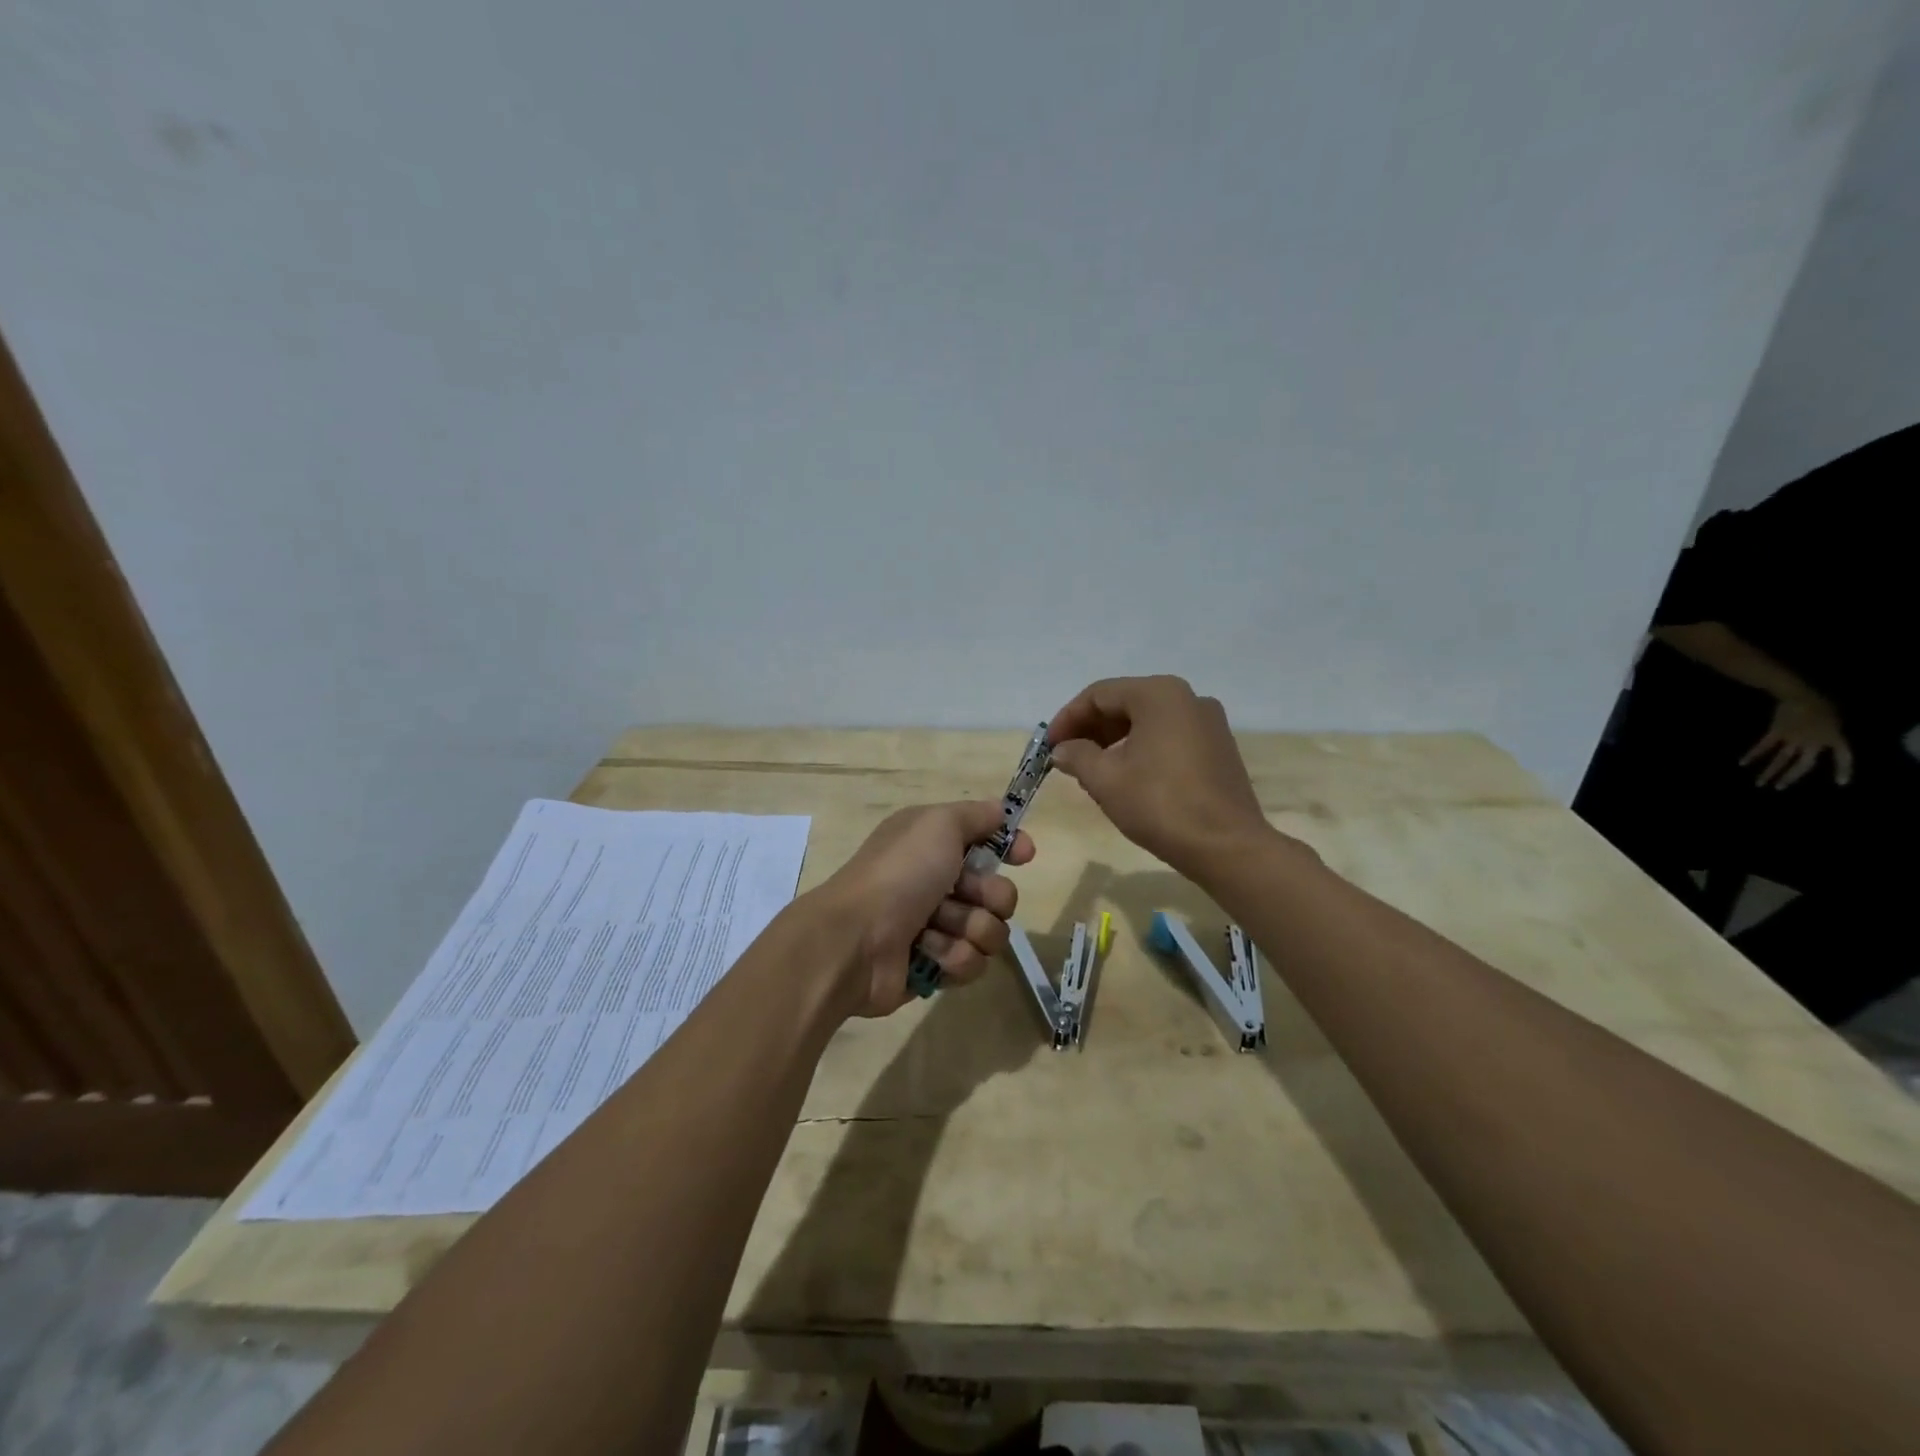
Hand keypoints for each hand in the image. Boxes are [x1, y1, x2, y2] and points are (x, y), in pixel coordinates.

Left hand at [814, 801, 1033, 1016]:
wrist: (855, 940)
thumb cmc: (899, 874)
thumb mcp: (937, 824)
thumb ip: (976, 815)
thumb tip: (1002, 812)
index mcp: (933, 845)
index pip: (988, 842)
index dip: (1010, 847)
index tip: (1024, 856)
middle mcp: (936, 883)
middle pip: (998, 892)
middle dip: (989, 897)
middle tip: (964, 896)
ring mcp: (936, 927)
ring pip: (990, 931)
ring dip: (970, 929)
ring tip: (937, 929)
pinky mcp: (935, 967)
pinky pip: (973, 963)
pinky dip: (954, 957)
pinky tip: (927, 953)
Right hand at [1047, 675, 1272, 875]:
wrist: (1226, 847)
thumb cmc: (1160, 805)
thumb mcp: (1106, 779)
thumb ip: (1077, 756)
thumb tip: (1062, 750)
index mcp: (1159, 694)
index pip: (1099, 694)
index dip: (1067, 719)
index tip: (1048, 747)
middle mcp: (1187, 698)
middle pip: (1125, 703)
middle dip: (1090, 729)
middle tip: (1066, 758)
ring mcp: (1208, 722)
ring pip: (1147, 721)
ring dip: (1113, 741)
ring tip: (1091, 771)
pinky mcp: (1218, 748)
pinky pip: (1168, 737)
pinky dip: (1141, 749)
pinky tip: (1126, 778)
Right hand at [1742, 694, 1853, 789]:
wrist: (1798, 695)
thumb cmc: (1821, 704)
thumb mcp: (1835, 719)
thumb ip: (1830, 733)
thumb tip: (1824, 742)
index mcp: (1833, 738)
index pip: (1843, 756)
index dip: (1843, 770)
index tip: (1841, 783)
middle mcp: (1812, 742)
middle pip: (1802, 764)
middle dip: (1791, 776)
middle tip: (1779, 788)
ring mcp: (1791, 738)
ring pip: (1781, 758)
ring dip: (1770, 771)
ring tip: (1760, 783)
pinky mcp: (1775, 733)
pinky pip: (1764, 746)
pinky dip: (1753, 754)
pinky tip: (1743, 763)